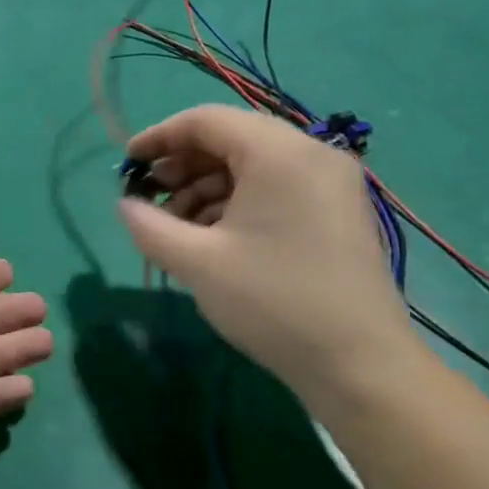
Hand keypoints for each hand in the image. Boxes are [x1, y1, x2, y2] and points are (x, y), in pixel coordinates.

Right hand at [116, 106, 429, 415]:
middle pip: (230, 138)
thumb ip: (149, 225)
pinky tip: (212, 235)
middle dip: (182, 165)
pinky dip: (236, 200)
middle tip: (150, 197)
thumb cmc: (274, 303)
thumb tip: (126, 204)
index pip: (205, 120)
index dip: (159, 136)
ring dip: (206, 186)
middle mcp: (311, 154)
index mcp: (279, 153)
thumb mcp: (196, 263)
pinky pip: (275, 185)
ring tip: (177, 225)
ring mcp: (330, 182)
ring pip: (251, 164)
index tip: (127, 163)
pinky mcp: (337, 210)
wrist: (362, 367)